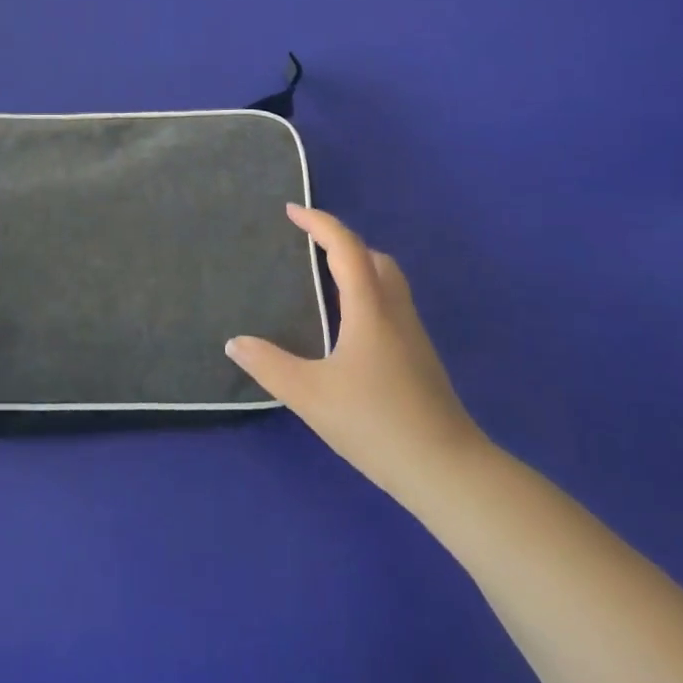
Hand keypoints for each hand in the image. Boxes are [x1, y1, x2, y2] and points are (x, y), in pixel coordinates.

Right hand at [227, 205, 490, 508]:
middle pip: (374, 258)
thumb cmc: (376, 423)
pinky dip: (368, 296)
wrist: (447, 471)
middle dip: (342, 243)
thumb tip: (235, 342)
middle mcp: (395, 312)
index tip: (292, 211)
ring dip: (358, 269)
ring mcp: (413, 336)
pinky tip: (349, 329)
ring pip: (388, 283)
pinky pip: (391, 307)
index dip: (319, 223)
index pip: (346, 247)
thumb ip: (269, 365)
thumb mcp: (310, 395)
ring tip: (324, 282)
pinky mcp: (420, 360)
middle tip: (309, 247)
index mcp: (369, 308)